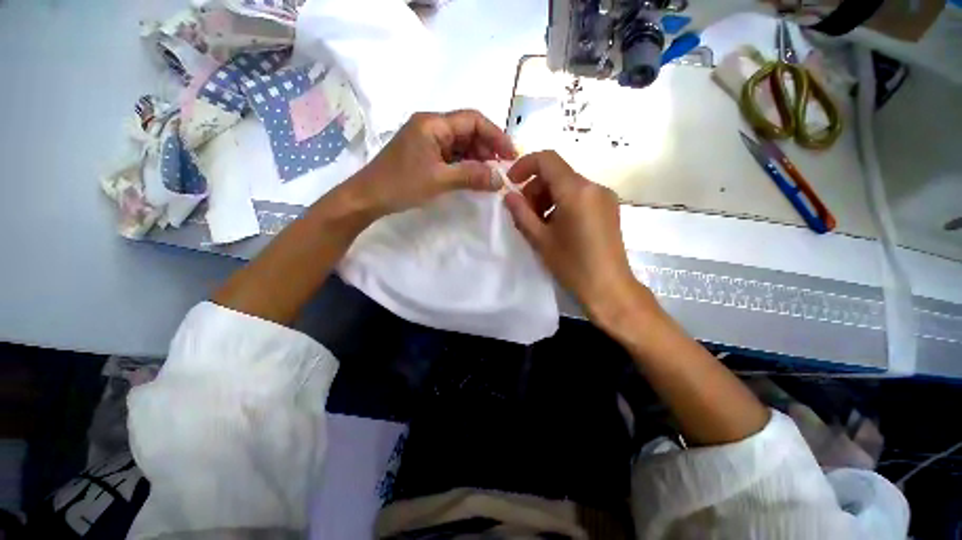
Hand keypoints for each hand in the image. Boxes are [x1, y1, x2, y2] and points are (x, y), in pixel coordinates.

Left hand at [350, 110, 516, 217]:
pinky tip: (475, 176)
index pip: (473, 120)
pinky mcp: (425, 154)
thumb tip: (500, 179)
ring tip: (492, 174)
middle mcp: (431, 126)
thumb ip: (472, 176)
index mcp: (433, 123)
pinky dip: (465, 164)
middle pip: (468, 130)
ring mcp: (427, 140)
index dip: (495, 135)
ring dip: (478, 157)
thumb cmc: (401, 185)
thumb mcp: (440, 180)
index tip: (511, 154)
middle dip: (488, 147)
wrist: (368, 197)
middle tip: (503, 168)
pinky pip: (452, 155)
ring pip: (461, 144)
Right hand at [504, 151, 647, 321]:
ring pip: (568, 185)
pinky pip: (579, 196)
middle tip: (524, 213)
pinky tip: (557, 227)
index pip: (547, 159)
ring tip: (539, 223)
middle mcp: (594, 186)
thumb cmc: (572, 265)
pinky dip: (562, 203)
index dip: (525, 165)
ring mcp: (604, 197)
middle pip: (557, 173)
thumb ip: (521, 213)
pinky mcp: (608, 208)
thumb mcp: (540, 239)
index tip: (511, 183)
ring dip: (548, 197)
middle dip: (535, 188)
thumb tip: (508, 195)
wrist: (609, 288)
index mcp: (576, 191)